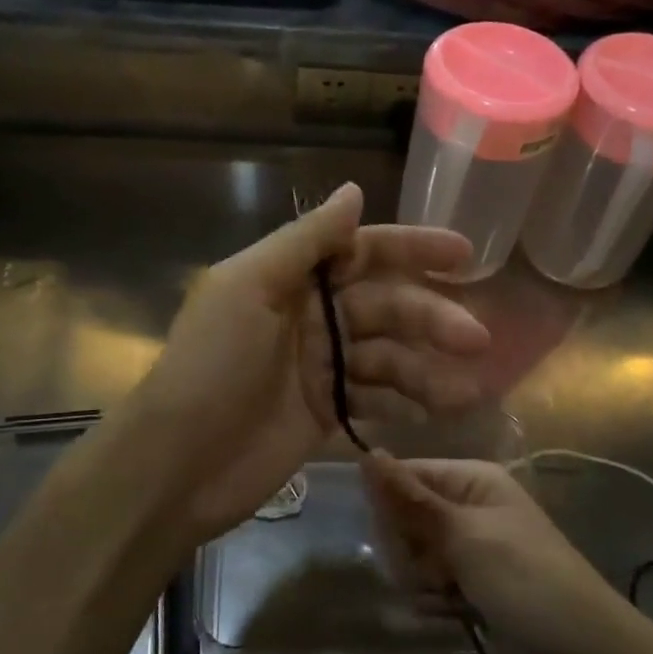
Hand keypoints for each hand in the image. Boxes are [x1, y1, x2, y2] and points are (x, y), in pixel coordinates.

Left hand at [128, 183, 488, 541]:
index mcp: (290, 279)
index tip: (463, 255)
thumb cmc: (212, 365)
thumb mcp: (250, 287)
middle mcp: (309, 316)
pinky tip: (432, 413)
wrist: (177, 464)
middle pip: (384, 306)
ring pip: (386, 357)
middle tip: (475, 339)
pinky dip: (403, 404)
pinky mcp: (323, 414)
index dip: (411, 250)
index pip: (362, 252)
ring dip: (426, 368)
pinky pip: (373, 399)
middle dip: (430, 318)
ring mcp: (318, 368)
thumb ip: (305, 240)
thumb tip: (354, 189)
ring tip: (465, 390)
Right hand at [362, 454, 652, 653]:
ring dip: (420, 580)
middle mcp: (468, 508)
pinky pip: (430, 585)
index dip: (391, 505)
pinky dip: (433, 601)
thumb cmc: (526, 580)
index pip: (407, 476)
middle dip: (408, 550)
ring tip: (447, 596)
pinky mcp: (471, 588)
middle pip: (406, 518)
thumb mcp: (465, 536)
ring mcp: (470, 550)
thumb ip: (411, 499)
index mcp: (472, 481)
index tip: (394, 538)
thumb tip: (367, 454)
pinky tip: (450, 615)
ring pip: (414, 556)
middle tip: (432, 571)